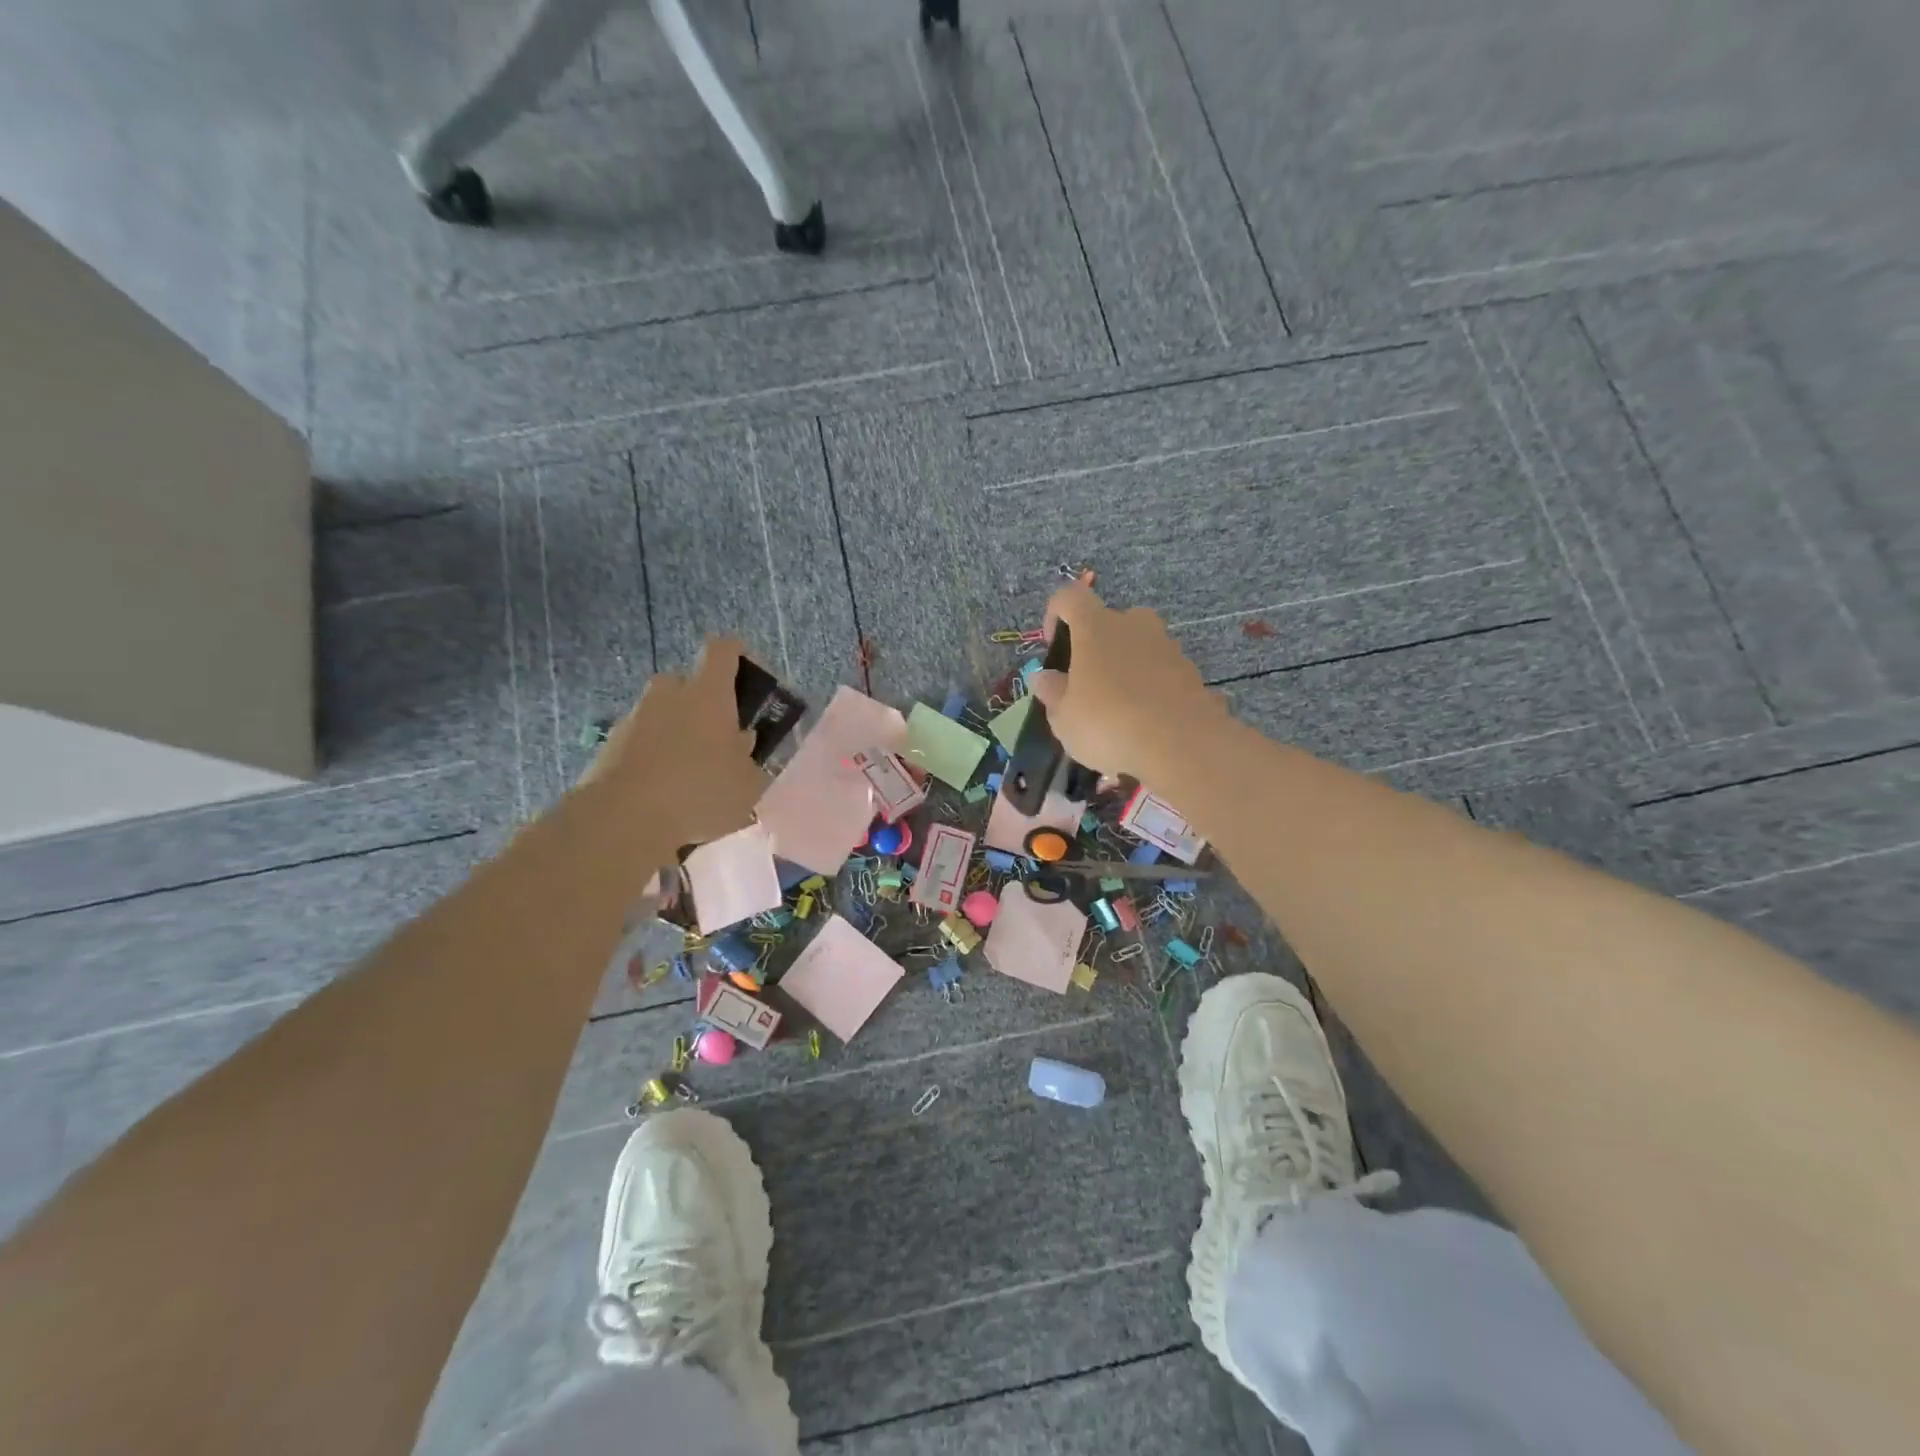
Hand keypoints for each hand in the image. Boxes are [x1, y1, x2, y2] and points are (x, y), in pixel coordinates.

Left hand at [585, 637, 764, 849]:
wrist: (622, 820)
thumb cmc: (699, 792)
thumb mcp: (748, 783)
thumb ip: (749, 757)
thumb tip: (741, 743)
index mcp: (708, 693)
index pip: (723, 650)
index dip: (737, 654)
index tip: (748, 674)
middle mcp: (669, 693)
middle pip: (689, 683)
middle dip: (705, 704)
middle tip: (720, 738)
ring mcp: (634, 717)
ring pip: (663, 713)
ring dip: (678, 732)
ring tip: (690, 773)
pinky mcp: (609, 745)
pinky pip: (641, 740)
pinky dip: (653, 756)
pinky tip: (663, 791)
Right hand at [1028, 584, 1225, 781]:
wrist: (1182, 746)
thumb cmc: (1108, 723)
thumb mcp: (1064, 717)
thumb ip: (1052, 692)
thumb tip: (1044, 676)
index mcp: (1096, 627)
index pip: (1070, 597)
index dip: (1055, 614)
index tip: (1053, 646)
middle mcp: (1134, 625)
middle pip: (1110, 621)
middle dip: (1097, 645)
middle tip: (1088, 683)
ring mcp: (1169, 647)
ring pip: (1139, 647)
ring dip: (1126, 668)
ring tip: (1119, 711)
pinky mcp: (1193, 673)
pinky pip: (1162, 673)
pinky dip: (1151, 689)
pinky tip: (1146, 724)